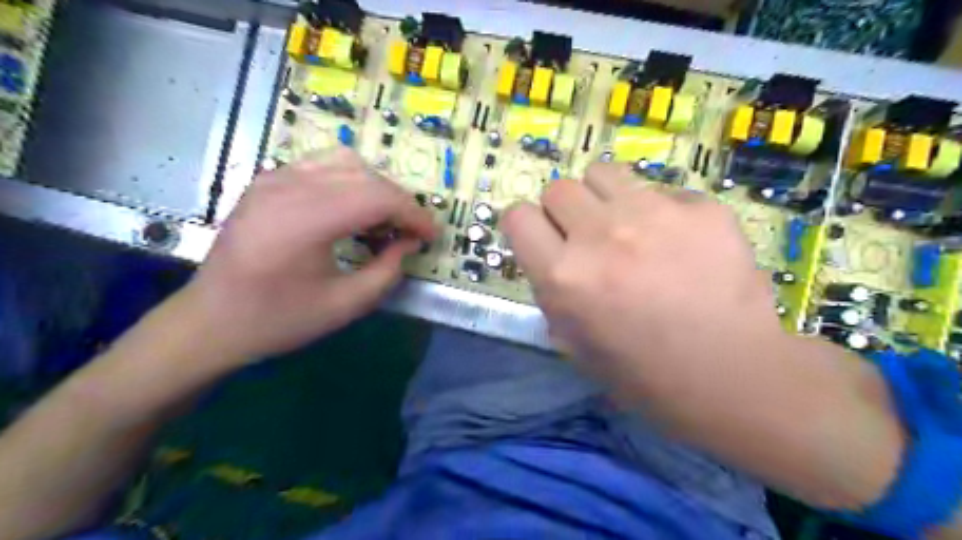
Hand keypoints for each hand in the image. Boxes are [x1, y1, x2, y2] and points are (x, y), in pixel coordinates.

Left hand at [179, 148, 436, 361]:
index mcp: (305, 220)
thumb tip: (409, 243)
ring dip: (376, 187)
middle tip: (412, 231)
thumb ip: (388, 271)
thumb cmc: (278, 320)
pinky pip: (322, 166)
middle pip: (365, 175)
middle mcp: (288, 187)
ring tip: (385, 219)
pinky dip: (350, 181)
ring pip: (345, 161)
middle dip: (399, 201)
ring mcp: (273, 178)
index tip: (431, 235)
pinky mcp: (267, 181)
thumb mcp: (345, 305)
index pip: (377, 196)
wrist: (210, 321)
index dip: (413, 214)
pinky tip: (352, 210)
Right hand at [501, 163, 783, 403]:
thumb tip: (553, 259)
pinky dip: (658, 211)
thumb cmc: (646, 375)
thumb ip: (553, 293)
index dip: (524, 226)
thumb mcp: (575, 345)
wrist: (733, 376)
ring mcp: (653, 214)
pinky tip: (679, 243)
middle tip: (587, 237)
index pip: (517, 217)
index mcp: (564, 277)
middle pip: (559, 188)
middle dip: (564, 211)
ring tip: (627, 227)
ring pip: (604, 173)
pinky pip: (660, 191)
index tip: (540, 237)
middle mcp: (600, 235)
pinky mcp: (700, 207)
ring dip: (604, 198)